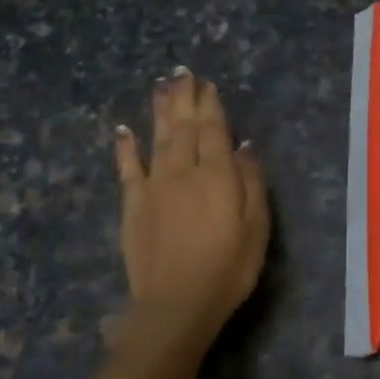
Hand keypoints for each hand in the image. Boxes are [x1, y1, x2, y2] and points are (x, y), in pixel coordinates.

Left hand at [111, 69, 269, 367]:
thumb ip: (251, 182)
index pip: (214, 131)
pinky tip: (123, 130)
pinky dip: (125, 147)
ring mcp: (154, 187)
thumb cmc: (228, 268)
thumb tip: (245, 145)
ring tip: (161, 86)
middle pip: (184, 127)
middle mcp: (184, 172)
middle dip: (184, 98)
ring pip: (158, 139)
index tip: (207, 83)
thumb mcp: (256, 228)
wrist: (176, 305)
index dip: (210, 105)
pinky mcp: (134, 206)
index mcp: (217, 176)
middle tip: (182, 72)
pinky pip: (128, 169)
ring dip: (159, 111)